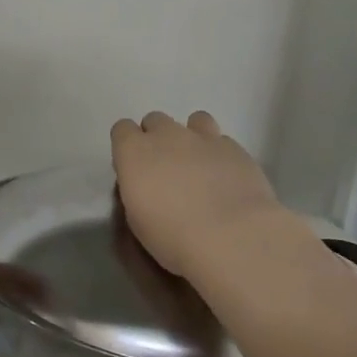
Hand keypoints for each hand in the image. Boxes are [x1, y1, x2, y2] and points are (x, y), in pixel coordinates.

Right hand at [110, 110, 286, 277]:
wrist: (231, 237)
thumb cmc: (173, 237)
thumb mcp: (137, 219)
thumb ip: (138, 189)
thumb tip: (145, 183)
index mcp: (134, 152)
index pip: (122, 129)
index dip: (127, 146)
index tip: (134, 167)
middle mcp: (167, 135)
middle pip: (155, 120)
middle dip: (158, 138)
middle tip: (166, 168)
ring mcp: (203, 138)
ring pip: (194, 120)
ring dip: (192, 137)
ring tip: (199, 164)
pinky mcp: (235, 148)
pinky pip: (222, 141)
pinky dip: (220, 154)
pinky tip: (226, 177)